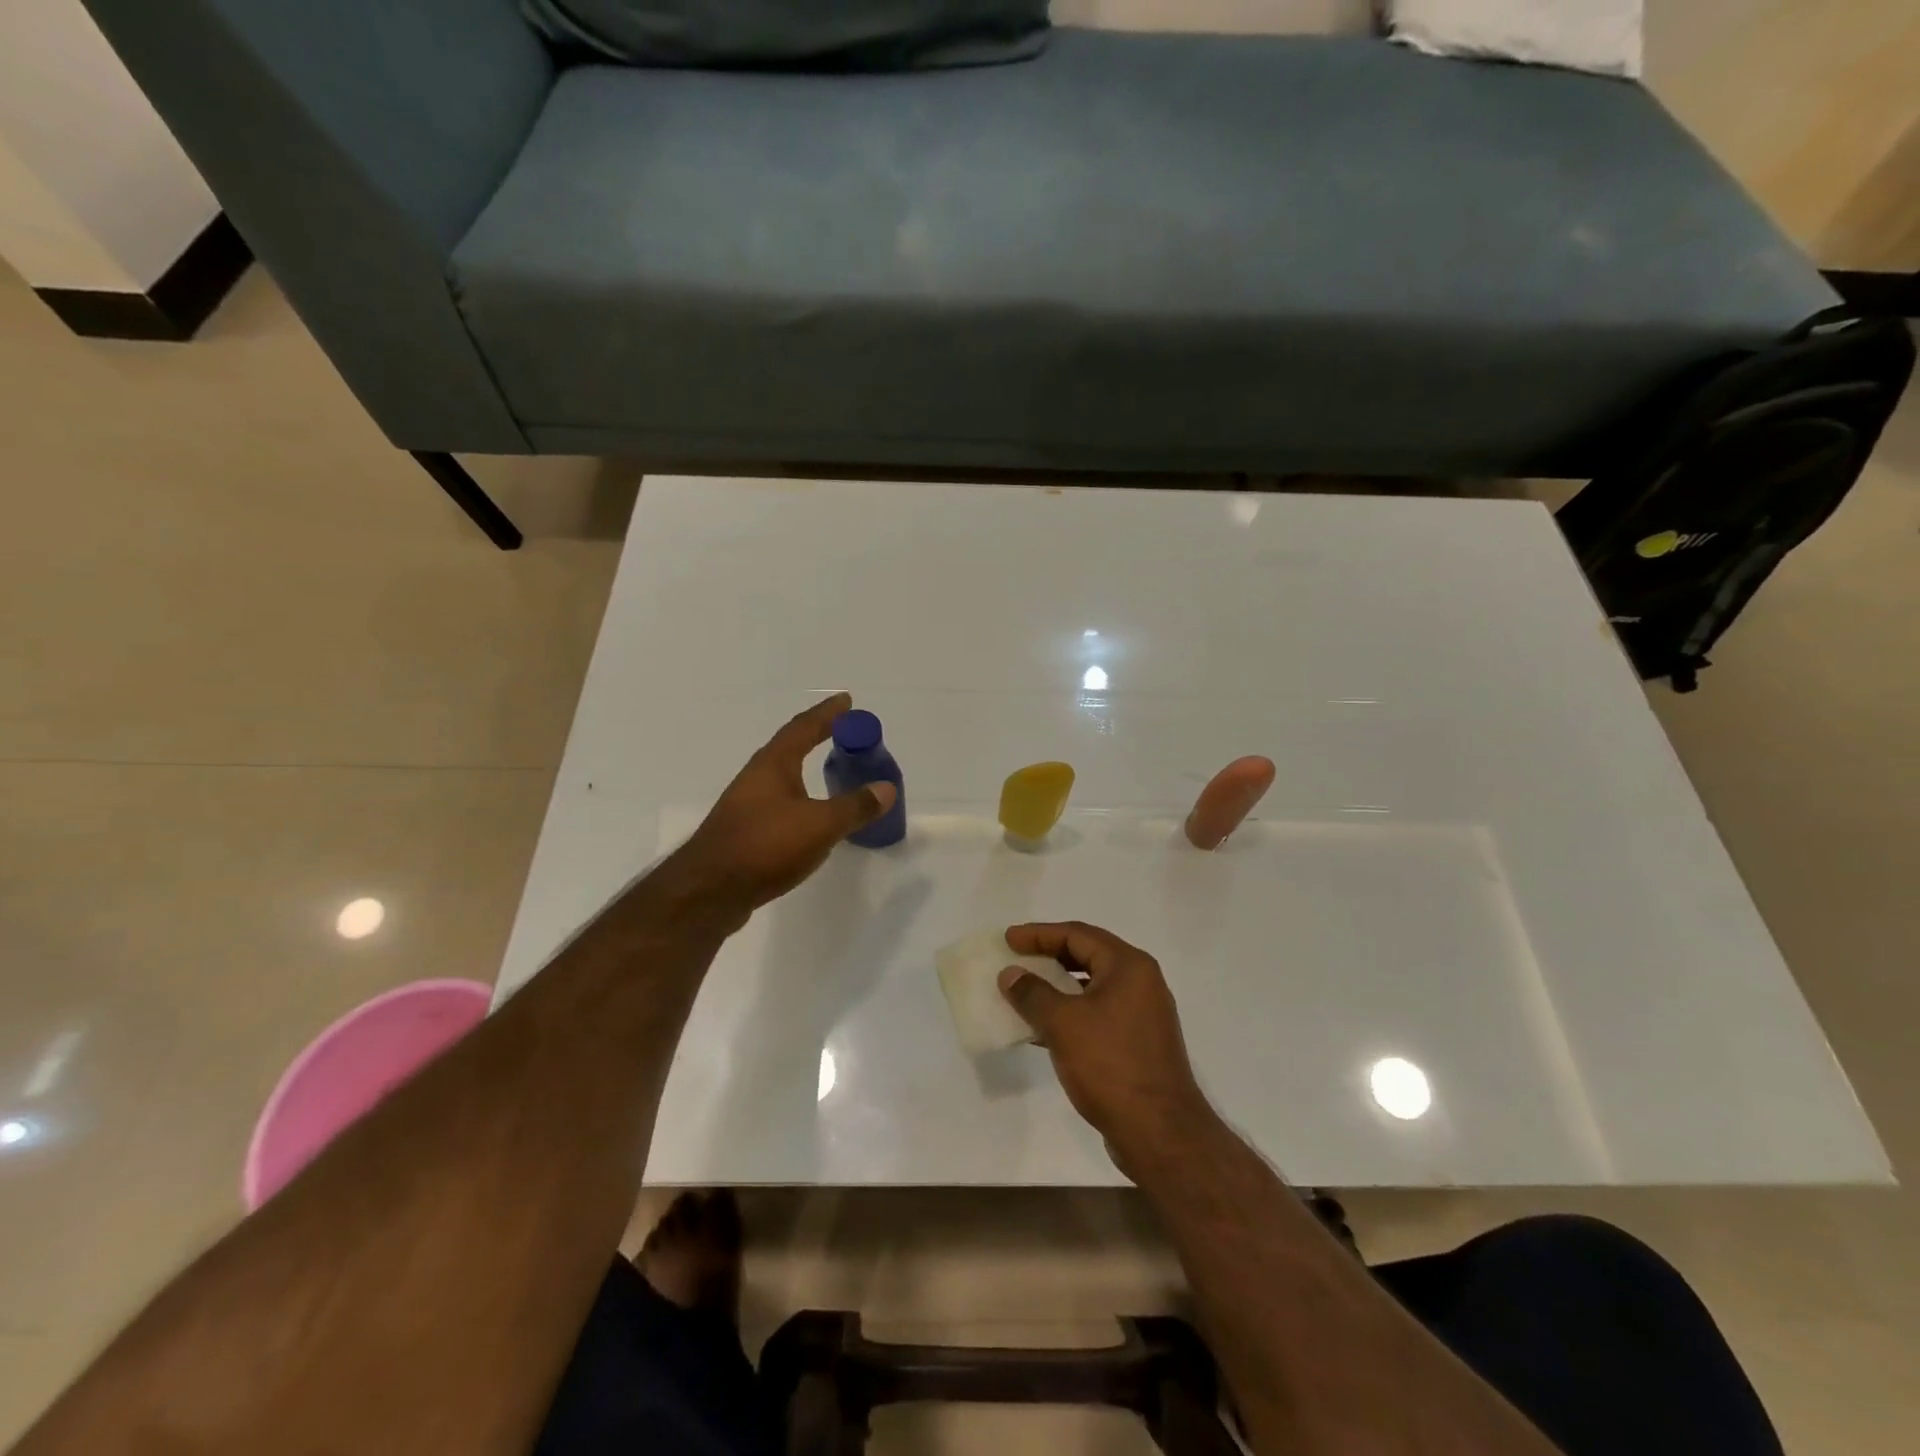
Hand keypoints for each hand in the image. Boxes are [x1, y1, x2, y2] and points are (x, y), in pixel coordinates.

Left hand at [670, 694, 894, 921]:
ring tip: (831, 768)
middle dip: (817, 736)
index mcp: (773, 765)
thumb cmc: (765, 846)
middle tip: (845, 732)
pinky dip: (801, 798)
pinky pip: (780, 803)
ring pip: (783, 776)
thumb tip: (886, 788)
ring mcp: (747, 805)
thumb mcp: (820, 825)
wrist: (709, 892)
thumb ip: (855, 806)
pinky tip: (811, 815)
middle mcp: (757, 778)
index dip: (827, 714)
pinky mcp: (745, 832)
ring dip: (806, 768)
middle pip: (790, 747)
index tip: (847, 700)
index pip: (803, 728)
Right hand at [998, 922, 1213, 1166]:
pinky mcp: (1139, 1043)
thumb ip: (1033, 993)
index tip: (1009, 939)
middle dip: (1049, 956)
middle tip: (1016, 958)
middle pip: (1088, 955)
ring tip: (1024, 992)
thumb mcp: (1063, 1024)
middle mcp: (1141, 982)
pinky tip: (1043, 1030)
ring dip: (1058, 987)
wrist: (1159, 1133)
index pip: (1078, 934)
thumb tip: (1011, 974)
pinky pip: (1098, 1013)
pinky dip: (1071, 1013)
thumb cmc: (1110, 1065)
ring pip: (1092, 987)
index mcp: (1129, 966)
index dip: (1040, 934)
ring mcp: (1143, 1014)